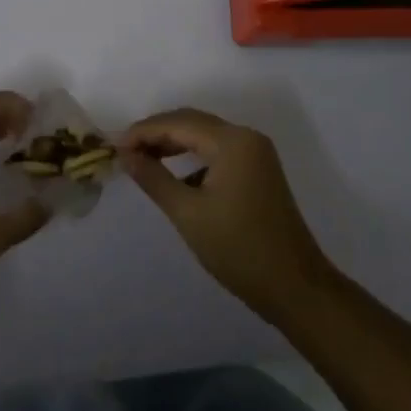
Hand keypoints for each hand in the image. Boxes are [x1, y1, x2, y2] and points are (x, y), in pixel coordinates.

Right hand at [121, 107, 337, 322]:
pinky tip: (177, 178)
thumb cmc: (239, 250)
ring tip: (144, 161)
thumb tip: (125, 155)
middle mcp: (246, 137)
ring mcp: (256, 153)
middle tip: (126, 151)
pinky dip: (194, 157)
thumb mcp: (188, 214)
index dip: (143, 132)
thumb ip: (154, 178)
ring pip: (205, 135)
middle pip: (192, 122)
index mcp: (232, 141)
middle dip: (157, 133)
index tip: (114, 146)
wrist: (296, 288)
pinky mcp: (259, 171)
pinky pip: (219, 151)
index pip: (178, 123)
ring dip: (175, 143)